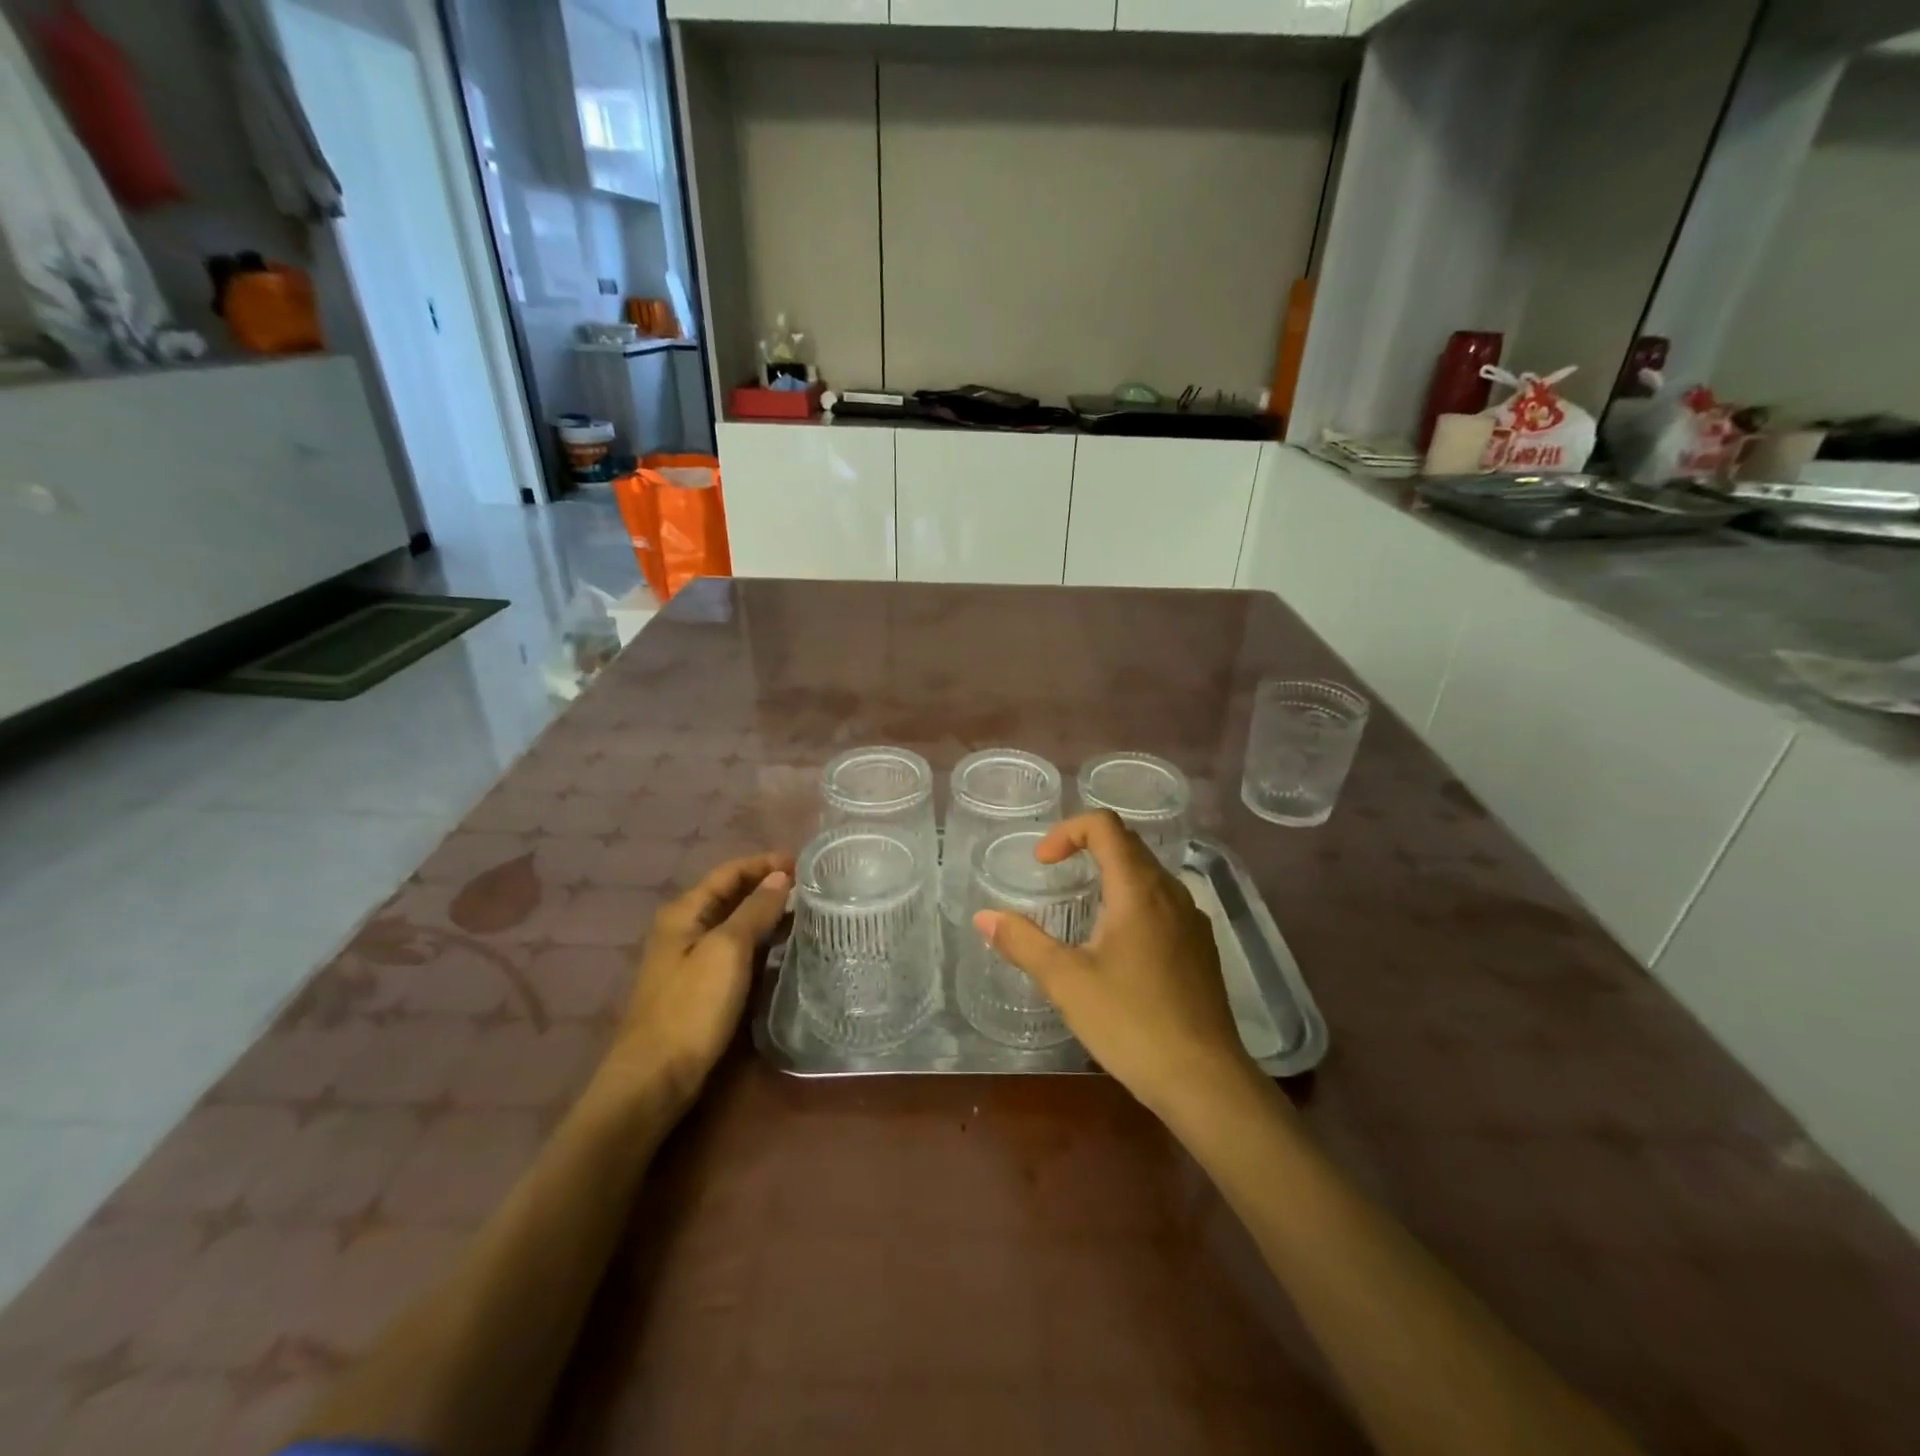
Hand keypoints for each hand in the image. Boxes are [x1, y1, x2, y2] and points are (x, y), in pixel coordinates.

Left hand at [597, 851, 793, 1113]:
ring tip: (805, 913)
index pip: (729, 871)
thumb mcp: (728, 951)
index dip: (765, 863)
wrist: (655, 1078)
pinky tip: (782, 948)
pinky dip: (759, 941)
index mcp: (684, 912)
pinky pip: (734, 949)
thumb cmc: (691, 1007)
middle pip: (730, 894)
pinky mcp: (699, 985)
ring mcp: (689, 958)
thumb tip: (779, 877)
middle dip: (767, 886)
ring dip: (765, 913)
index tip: (803, 863)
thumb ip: (755, 910)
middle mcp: (683, 928)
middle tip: (810, 887)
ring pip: (733, 923)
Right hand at [974, 812, 1260, 1117]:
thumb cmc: (1131, 1023)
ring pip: (1148, 874)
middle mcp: (1171, 893)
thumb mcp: (1066, 982)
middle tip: (1054, 876)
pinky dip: (1133, 902)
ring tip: (1082, 910)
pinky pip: (1163, 904)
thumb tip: (983, 916)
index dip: (1067, 832)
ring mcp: (1193, 920)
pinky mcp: (1202, 948)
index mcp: (1139, 889)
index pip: (1105, 826)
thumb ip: (1022, 943)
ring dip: (1111, 875)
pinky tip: (1118, 948)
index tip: (1042, 864)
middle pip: (1128, 844)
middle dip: (1086, 848)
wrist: (1205, 1081)